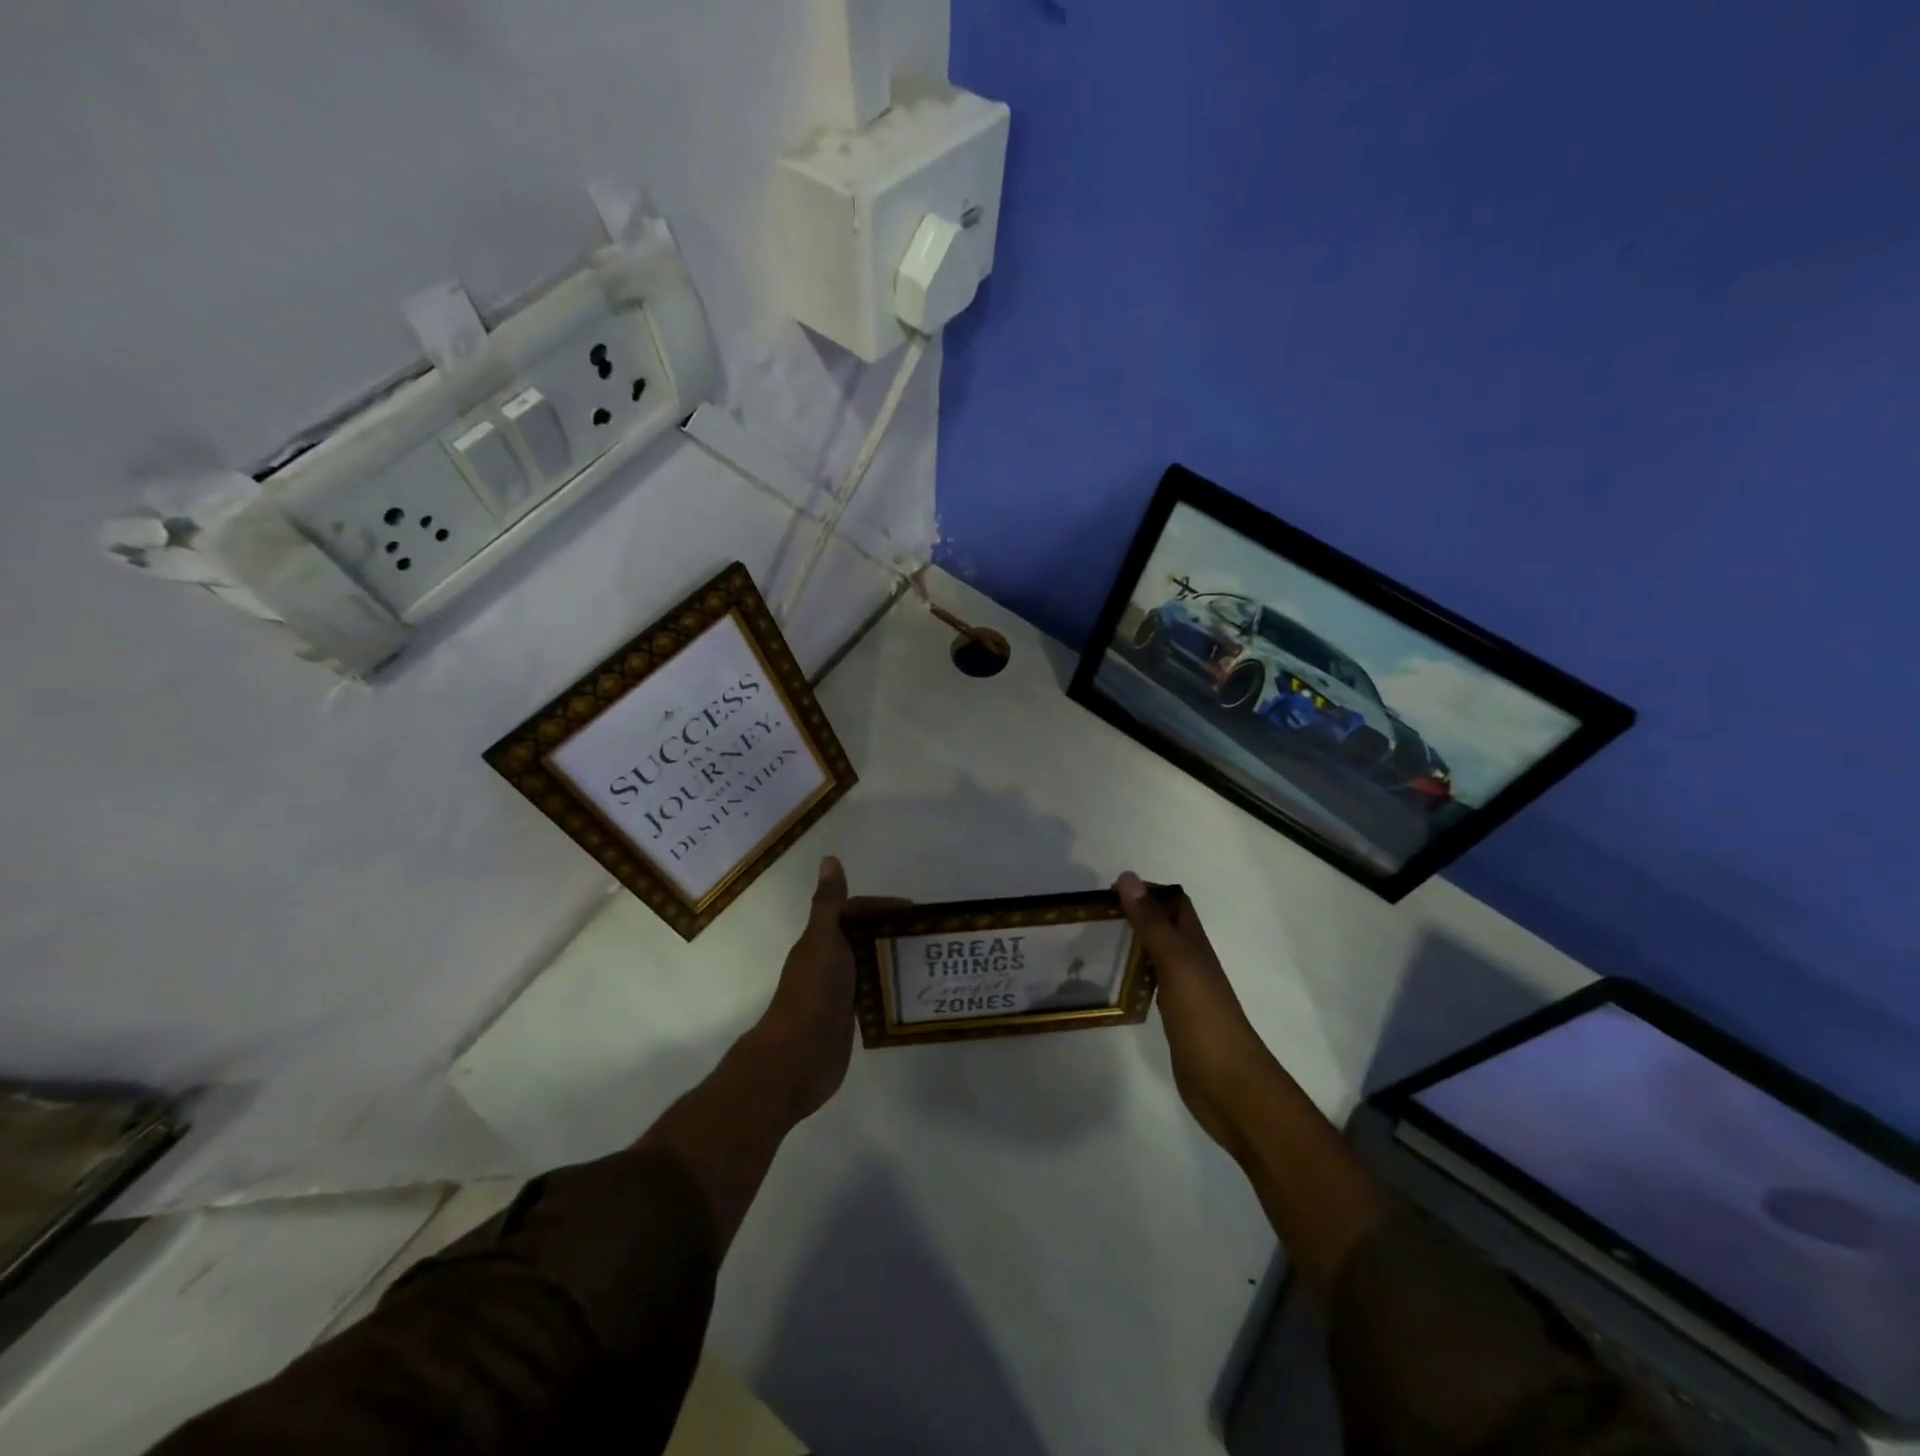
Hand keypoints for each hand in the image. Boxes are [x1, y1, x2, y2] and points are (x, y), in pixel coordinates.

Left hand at [746, 857, 903, 1122]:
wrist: (798, 1057)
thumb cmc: (813, 992)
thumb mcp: (823, 941)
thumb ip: (829, 903)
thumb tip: (829, 859)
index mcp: (820, 940)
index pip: (853, 911)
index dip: (880, 907)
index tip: (913, 911)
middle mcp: (827, 962)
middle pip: (862, 937)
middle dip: (891, 932)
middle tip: (926, 936)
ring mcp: (837, 991)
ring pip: (868, 966)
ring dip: (892, 959)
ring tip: (926, 960)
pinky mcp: (846, 1018)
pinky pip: (872, 994)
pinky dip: (889, 988)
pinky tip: (911, 991)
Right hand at [1115, 871, 1275, 1156]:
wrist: (1229, 1085)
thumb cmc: (1204, 1017)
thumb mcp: (1176, 962)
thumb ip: (1151, 923)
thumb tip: (1128, 877)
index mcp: (1194, 945)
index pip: (1174, 904)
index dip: (1147, 891)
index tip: (1107, 889)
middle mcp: (1190, 963)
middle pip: (1162, 929)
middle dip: (1132, 916)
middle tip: (1090, 917)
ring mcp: (1183, 993)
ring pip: (1154, 957)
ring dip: (1130, 945)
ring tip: (1092, 942)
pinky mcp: (1174, 1019)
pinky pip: (1149, 986)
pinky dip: (1130, 977)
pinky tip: (1110, 982)